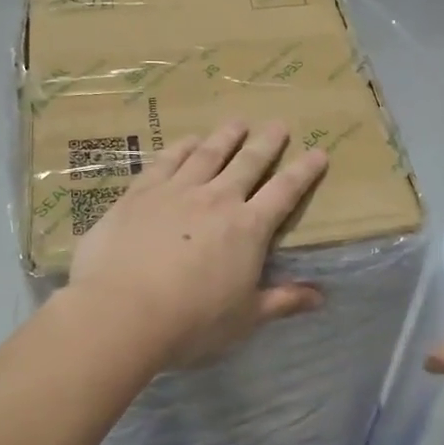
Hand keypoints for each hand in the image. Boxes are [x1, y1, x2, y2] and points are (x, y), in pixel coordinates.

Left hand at [65, 120, 328, 368]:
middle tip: (278, 124)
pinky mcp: (140, 193)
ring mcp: (176, 192)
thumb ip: (282, 302)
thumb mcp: (245, 319)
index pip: (285, 192)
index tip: (318, 152)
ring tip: (238, 122)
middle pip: (248, 163)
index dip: (304, 172)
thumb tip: (321, 297)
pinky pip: (167, 161)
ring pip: (208, 154)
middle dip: (267, 143)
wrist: (122, 312)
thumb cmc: (191, 322)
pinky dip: (182, 147)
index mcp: (249, 229)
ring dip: (226, 136)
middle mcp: (217, 200)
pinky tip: (188, 140)